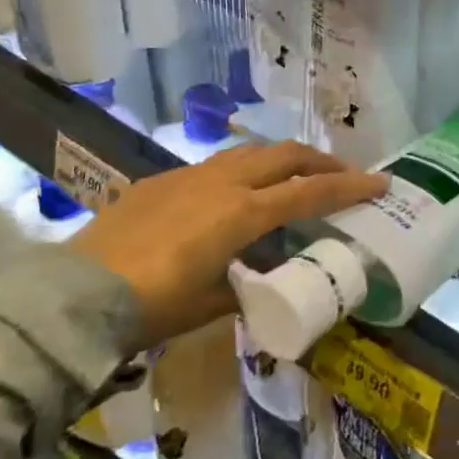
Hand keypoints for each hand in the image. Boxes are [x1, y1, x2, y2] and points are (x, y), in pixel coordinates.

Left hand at [73, 143, 385, 349]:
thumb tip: (262, 280)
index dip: (350, 187)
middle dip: (322, 161)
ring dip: (282, 160)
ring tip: (294, 177)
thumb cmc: (154, 305)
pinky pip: (216, 165)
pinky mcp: (162, 179)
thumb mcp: (212, 302)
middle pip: (287, 155)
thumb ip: (246, 282)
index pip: (311, 193)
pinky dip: (242, 171)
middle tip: (343, 174)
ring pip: (251, 152)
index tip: (381, 182)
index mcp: (243, 212)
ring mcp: (190, 175)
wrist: (76, 294)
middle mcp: (224, 183)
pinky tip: (233, 194)